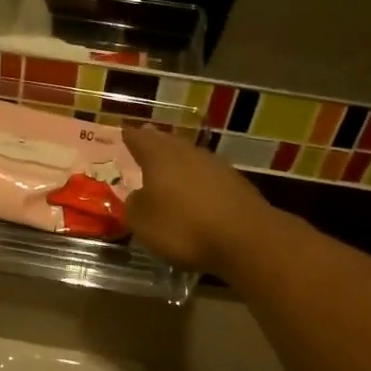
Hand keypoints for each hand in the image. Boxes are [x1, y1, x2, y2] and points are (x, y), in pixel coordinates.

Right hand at [121, 127, 275, 275]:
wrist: (245, 239)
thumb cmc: (183, 227)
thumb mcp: (143, 222)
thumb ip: (134, 205)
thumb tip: (138, 197)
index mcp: (160, 156)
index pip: (140, 139)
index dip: (130, 136)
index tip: (124, 131)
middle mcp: (188, 153)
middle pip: (168, 143)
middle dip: (155, 145)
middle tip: (145, 144)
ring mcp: (216, 166)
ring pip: (190, 158)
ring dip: (179, 164)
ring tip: (168, 171)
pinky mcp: (237, 185)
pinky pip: (208, 178)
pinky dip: (198, 183)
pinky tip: (195, 195)